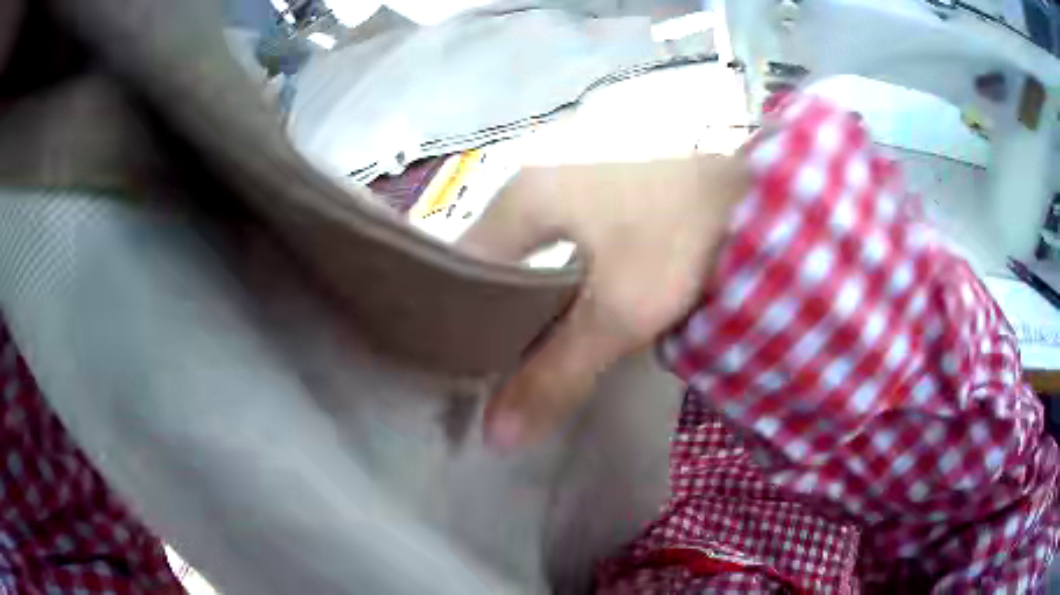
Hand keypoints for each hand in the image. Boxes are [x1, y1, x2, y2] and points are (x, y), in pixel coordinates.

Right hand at [458, 154, 750, 450]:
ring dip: (515, 314)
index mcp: (517, 202)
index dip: (453, 327)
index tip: (454, 379)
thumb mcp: (618, 314)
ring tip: (506, 369)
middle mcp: (527, 192)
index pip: (456, 271)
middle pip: (484, 269)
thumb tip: (496, 436)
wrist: (749, 200)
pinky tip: (549, 332)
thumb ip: (554, 376)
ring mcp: (561, 197)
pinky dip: (543, 298)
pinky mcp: (592, 211)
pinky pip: (547, 260)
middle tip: (478, 383)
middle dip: (483, 325)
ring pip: (517, 266)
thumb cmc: (678, 242)